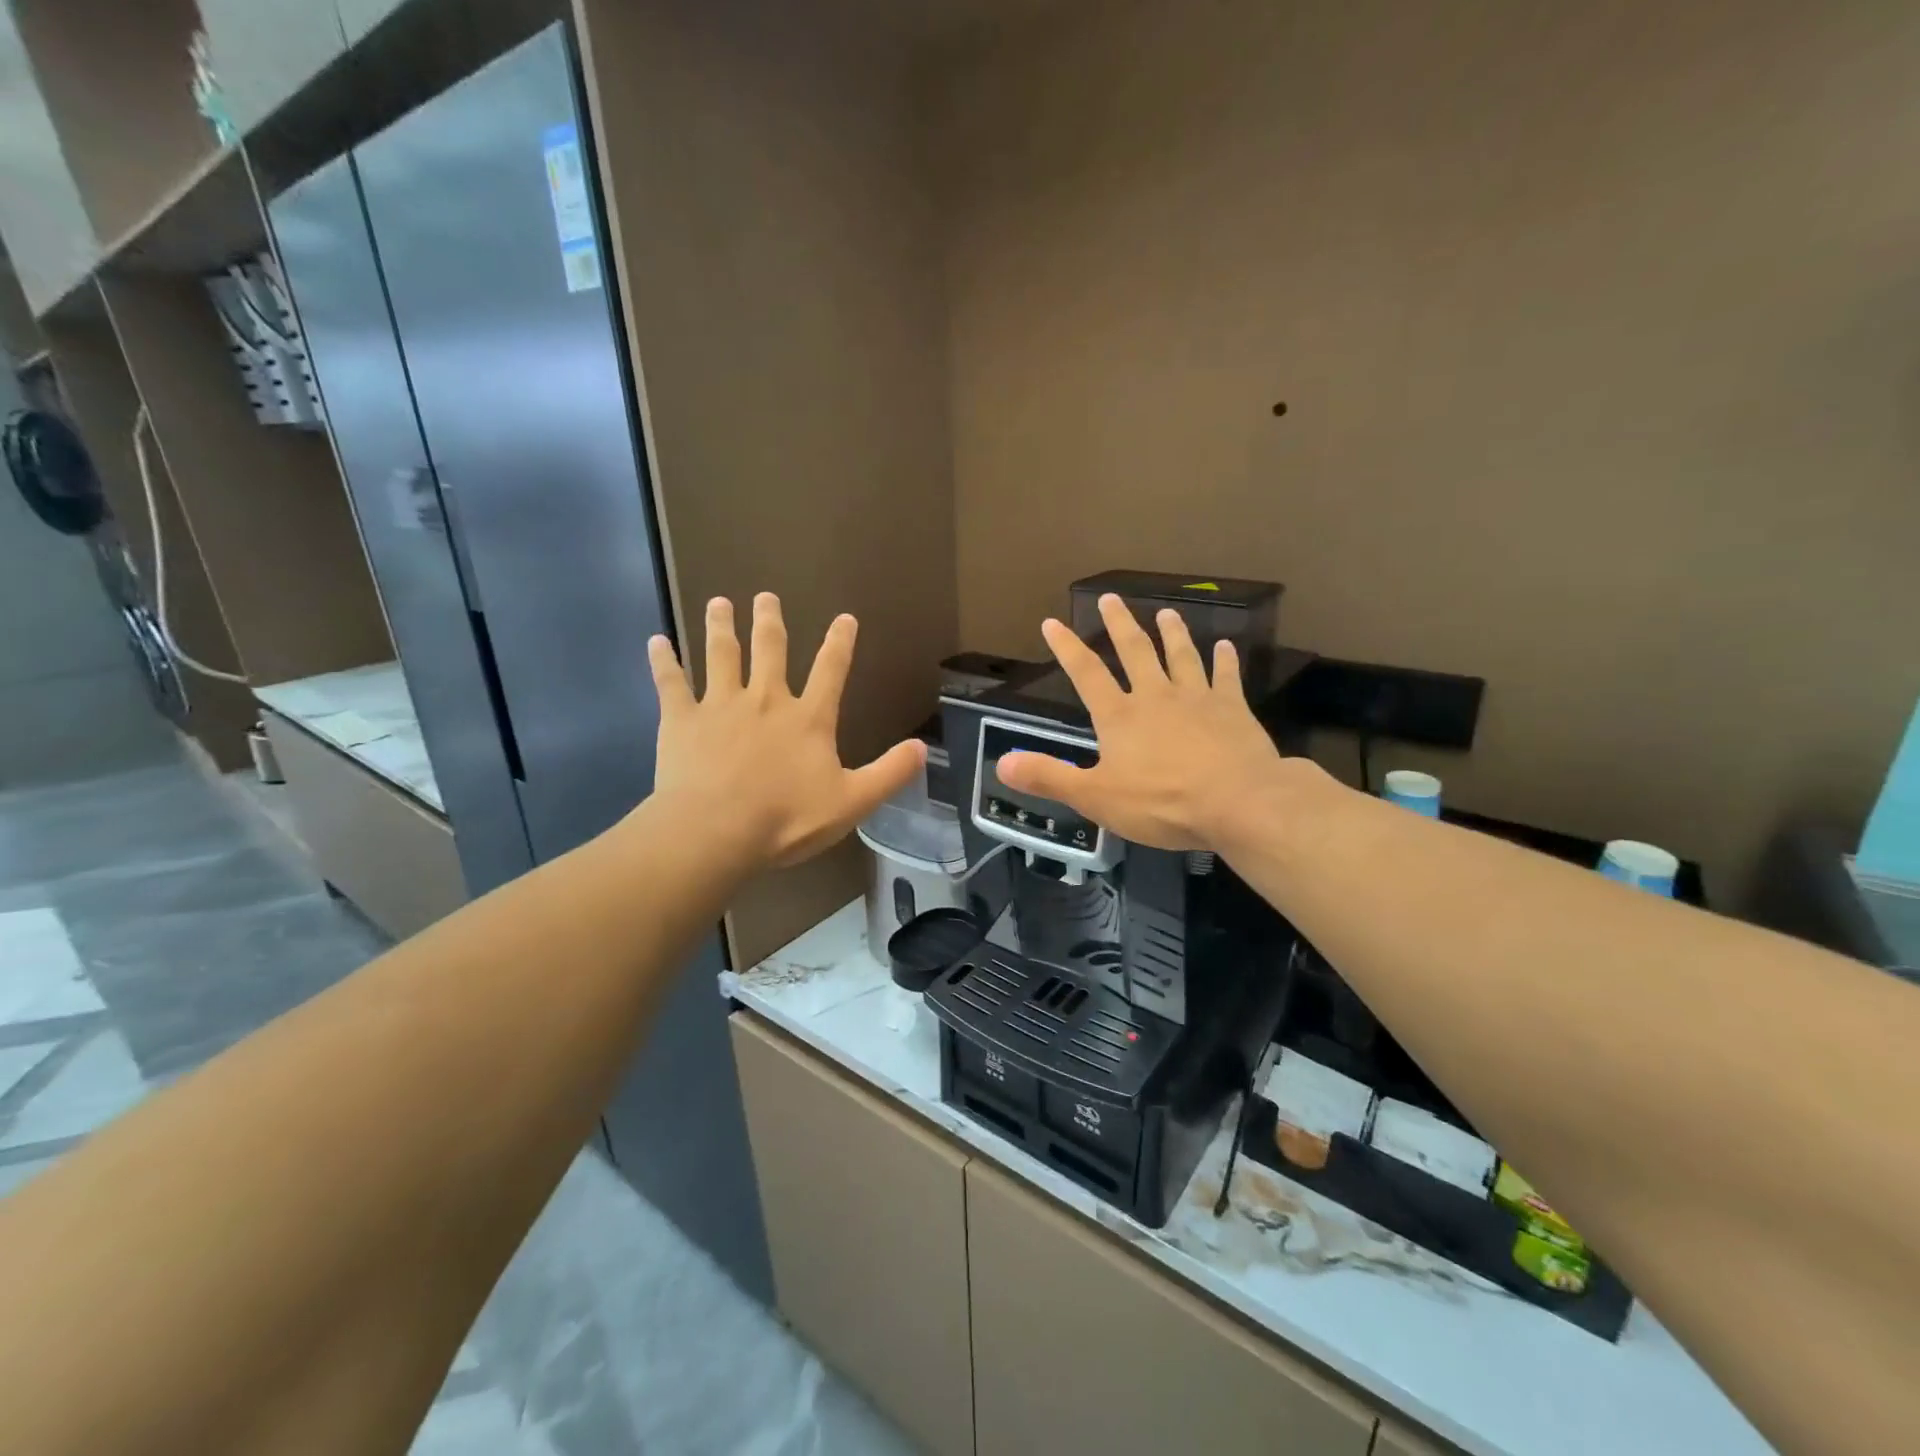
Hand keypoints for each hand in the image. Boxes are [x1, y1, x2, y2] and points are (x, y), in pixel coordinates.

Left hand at [646, 594, 924, 869]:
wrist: (716, 831)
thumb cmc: (786, 819)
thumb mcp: (852, 802)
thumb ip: (890, 773)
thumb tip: (923, 747)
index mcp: (808, 718)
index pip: (831, 670)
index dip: (841, 642)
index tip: (845, 618)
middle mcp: (766, 700)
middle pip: (770, 650)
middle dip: (770, 622)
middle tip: (766, 597)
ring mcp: (720, 705)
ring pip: (721, 655)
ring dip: (721, 627)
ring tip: (719, 603)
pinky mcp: (681, 719)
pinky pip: (670, 683)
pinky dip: (663, 662)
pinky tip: (655, 642)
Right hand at [995, 594, 1281, 850]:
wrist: (1238, 803)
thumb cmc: (1162, 803)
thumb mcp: (1095, 797)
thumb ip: (1048, 778)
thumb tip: (1002, 763)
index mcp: (1120, 716)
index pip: (1086, 673)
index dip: (1067, 648)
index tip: (1052, 623)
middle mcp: (1156, 697)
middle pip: (1135, 651)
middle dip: (1120, 623)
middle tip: (1111, 597)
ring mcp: (1197, 699)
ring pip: (1181, 656)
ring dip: (1173, 633)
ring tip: (1167, 612)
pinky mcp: (1233, 709)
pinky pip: (1226, 677)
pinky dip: (1224, 660)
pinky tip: (1225, 646)